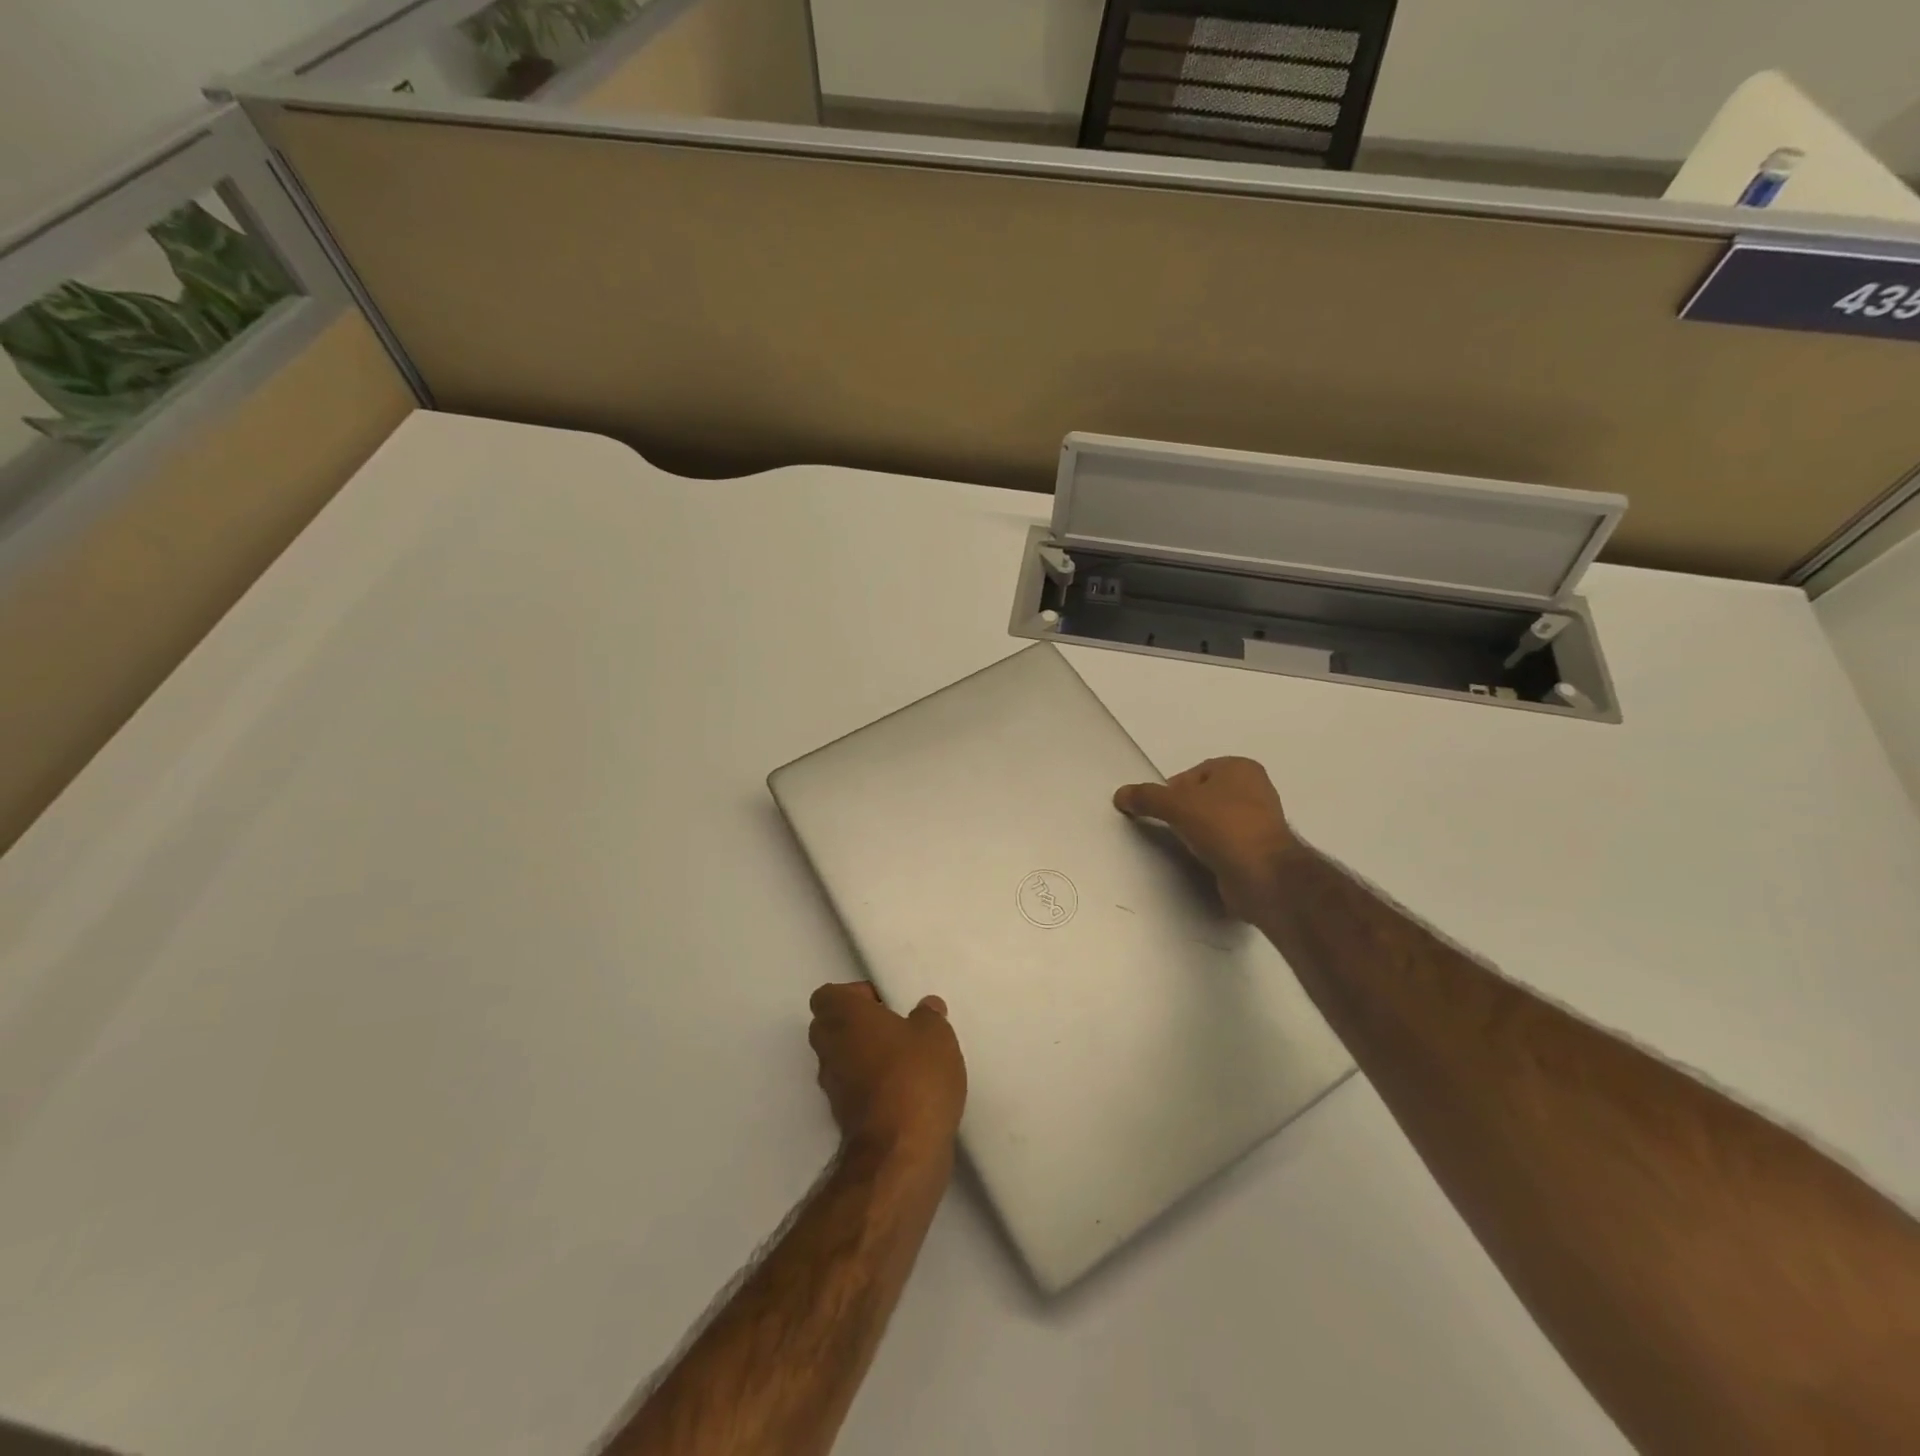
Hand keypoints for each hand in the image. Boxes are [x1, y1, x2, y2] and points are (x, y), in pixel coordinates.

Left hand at [808, 983, 966, 1158]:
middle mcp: (829, 1048)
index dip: (854, 995)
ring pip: (840, 1059)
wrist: (900, 1151)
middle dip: (858, 1026)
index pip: (828, 996)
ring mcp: (832, 1087)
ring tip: (904, 1061)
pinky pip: (853, 1089)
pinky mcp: (843, 1119)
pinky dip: (871, 1086)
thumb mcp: (936, 1035)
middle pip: (830, 1026)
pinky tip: (904, 1091)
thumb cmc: (914, 1076)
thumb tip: (926, 1008)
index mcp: (843, 1017)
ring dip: (864, 1057)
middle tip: (894, 1029)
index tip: (884, 1005)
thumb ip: (929, 1016)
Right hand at [1113, 756, 1299, 920]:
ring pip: (1213, 822)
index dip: (1172, 791)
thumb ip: (1147, 797)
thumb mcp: (1177, 805)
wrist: (1264, 876)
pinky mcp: (1259, 851)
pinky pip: (1224, 844)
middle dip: (1184, 812)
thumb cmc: (1224, 827)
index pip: (1193, 774)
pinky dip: (1211, 851)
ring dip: (1197, 833)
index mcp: (1240, 768)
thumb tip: (1120, 794)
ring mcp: (1260, 822)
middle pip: (1202, 797)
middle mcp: (1254, 790)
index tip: (1160, 811)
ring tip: (1184, 847)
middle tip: (1169, 828)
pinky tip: (1202, 861)